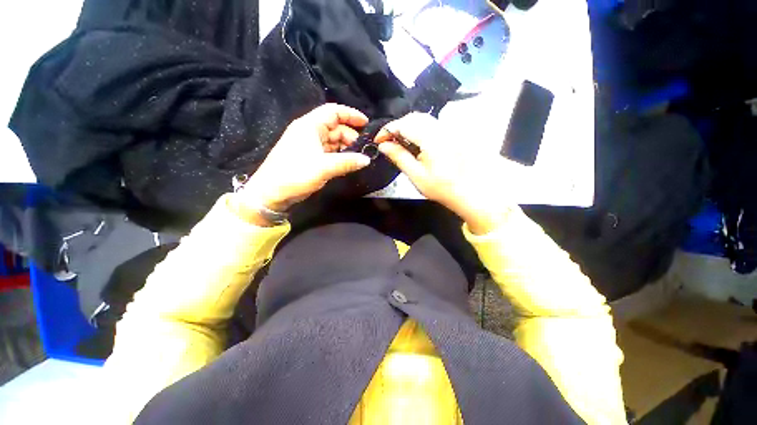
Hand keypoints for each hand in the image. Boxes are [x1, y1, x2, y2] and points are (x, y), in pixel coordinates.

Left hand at [234, 104, 370, 222]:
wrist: (271, 193)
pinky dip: (339, 155)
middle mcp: (309, 131)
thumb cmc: (295, 174)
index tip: (367, 124)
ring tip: (358, 158)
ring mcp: (309, 144)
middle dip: (351, 136)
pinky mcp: (309, 156)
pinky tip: (347, 163)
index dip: (351, 115)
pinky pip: (328, 151)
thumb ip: (348, 162)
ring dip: (346, 147)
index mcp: (310, 126)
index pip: (333, 111)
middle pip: (335, 127)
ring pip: (332, 140)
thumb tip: (367, 159)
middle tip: (364, 150)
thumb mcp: (324, 167)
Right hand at [375, 113, 513, 234]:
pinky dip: (418, 130)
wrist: (472, 191)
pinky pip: (431, 125)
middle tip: (388, 141)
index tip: (378, 141)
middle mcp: (440, 128)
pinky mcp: (452, 133)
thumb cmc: (442, 187)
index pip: (403, 124)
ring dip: (408, 127)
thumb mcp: (416, 175)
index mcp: (430, 138)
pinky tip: (416, 143)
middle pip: (413, 117)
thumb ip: (399, 157)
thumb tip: (383, 146)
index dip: (387, 130)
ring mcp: (448, 129)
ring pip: (423, 119)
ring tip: (400, 143)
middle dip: (397, 126)